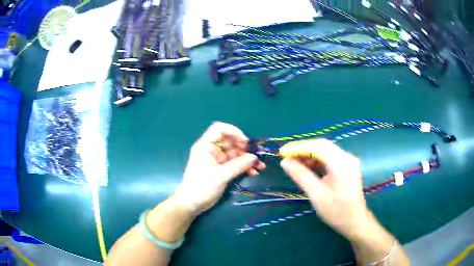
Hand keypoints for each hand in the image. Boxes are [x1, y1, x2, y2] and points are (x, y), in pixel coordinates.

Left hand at [173, 122, 265, 215]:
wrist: (191, 205)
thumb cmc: (201, 188)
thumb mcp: (220, 176)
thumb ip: (238, 165)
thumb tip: (255, 157)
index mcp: (205, 146)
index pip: (219, 129)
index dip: (234, 132)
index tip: (245, 142)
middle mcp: (211, 150)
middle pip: (230, 141)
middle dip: (245, 148)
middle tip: (257, 156)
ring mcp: (216, 159)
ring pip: (235, 153)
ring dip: (247, 158)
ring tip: (260, 166)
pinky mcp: (221, 169)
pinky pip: (235, 163)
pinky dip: (244, 166)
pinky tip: (253, 172)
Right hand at [280, 139, 369, 237]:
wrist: (355, 221)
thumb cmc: (336, 211)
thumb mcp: (316, 194)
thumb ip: (301, 176)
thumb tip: (285, 162)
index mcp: (341, 163)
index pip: (317, 147)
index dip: (298, 147)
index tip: (282, 152)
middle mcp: (346, 158)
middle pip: (322, 146)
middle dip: (303, 150)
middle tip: (287, 157)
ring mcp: (348, 162)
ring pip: (326, 151)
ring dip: (310, 155)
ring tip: (295, 163)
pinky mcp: (347, 167)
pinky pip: (330, 158)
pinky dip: (317, 161)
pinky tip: (308, 167)